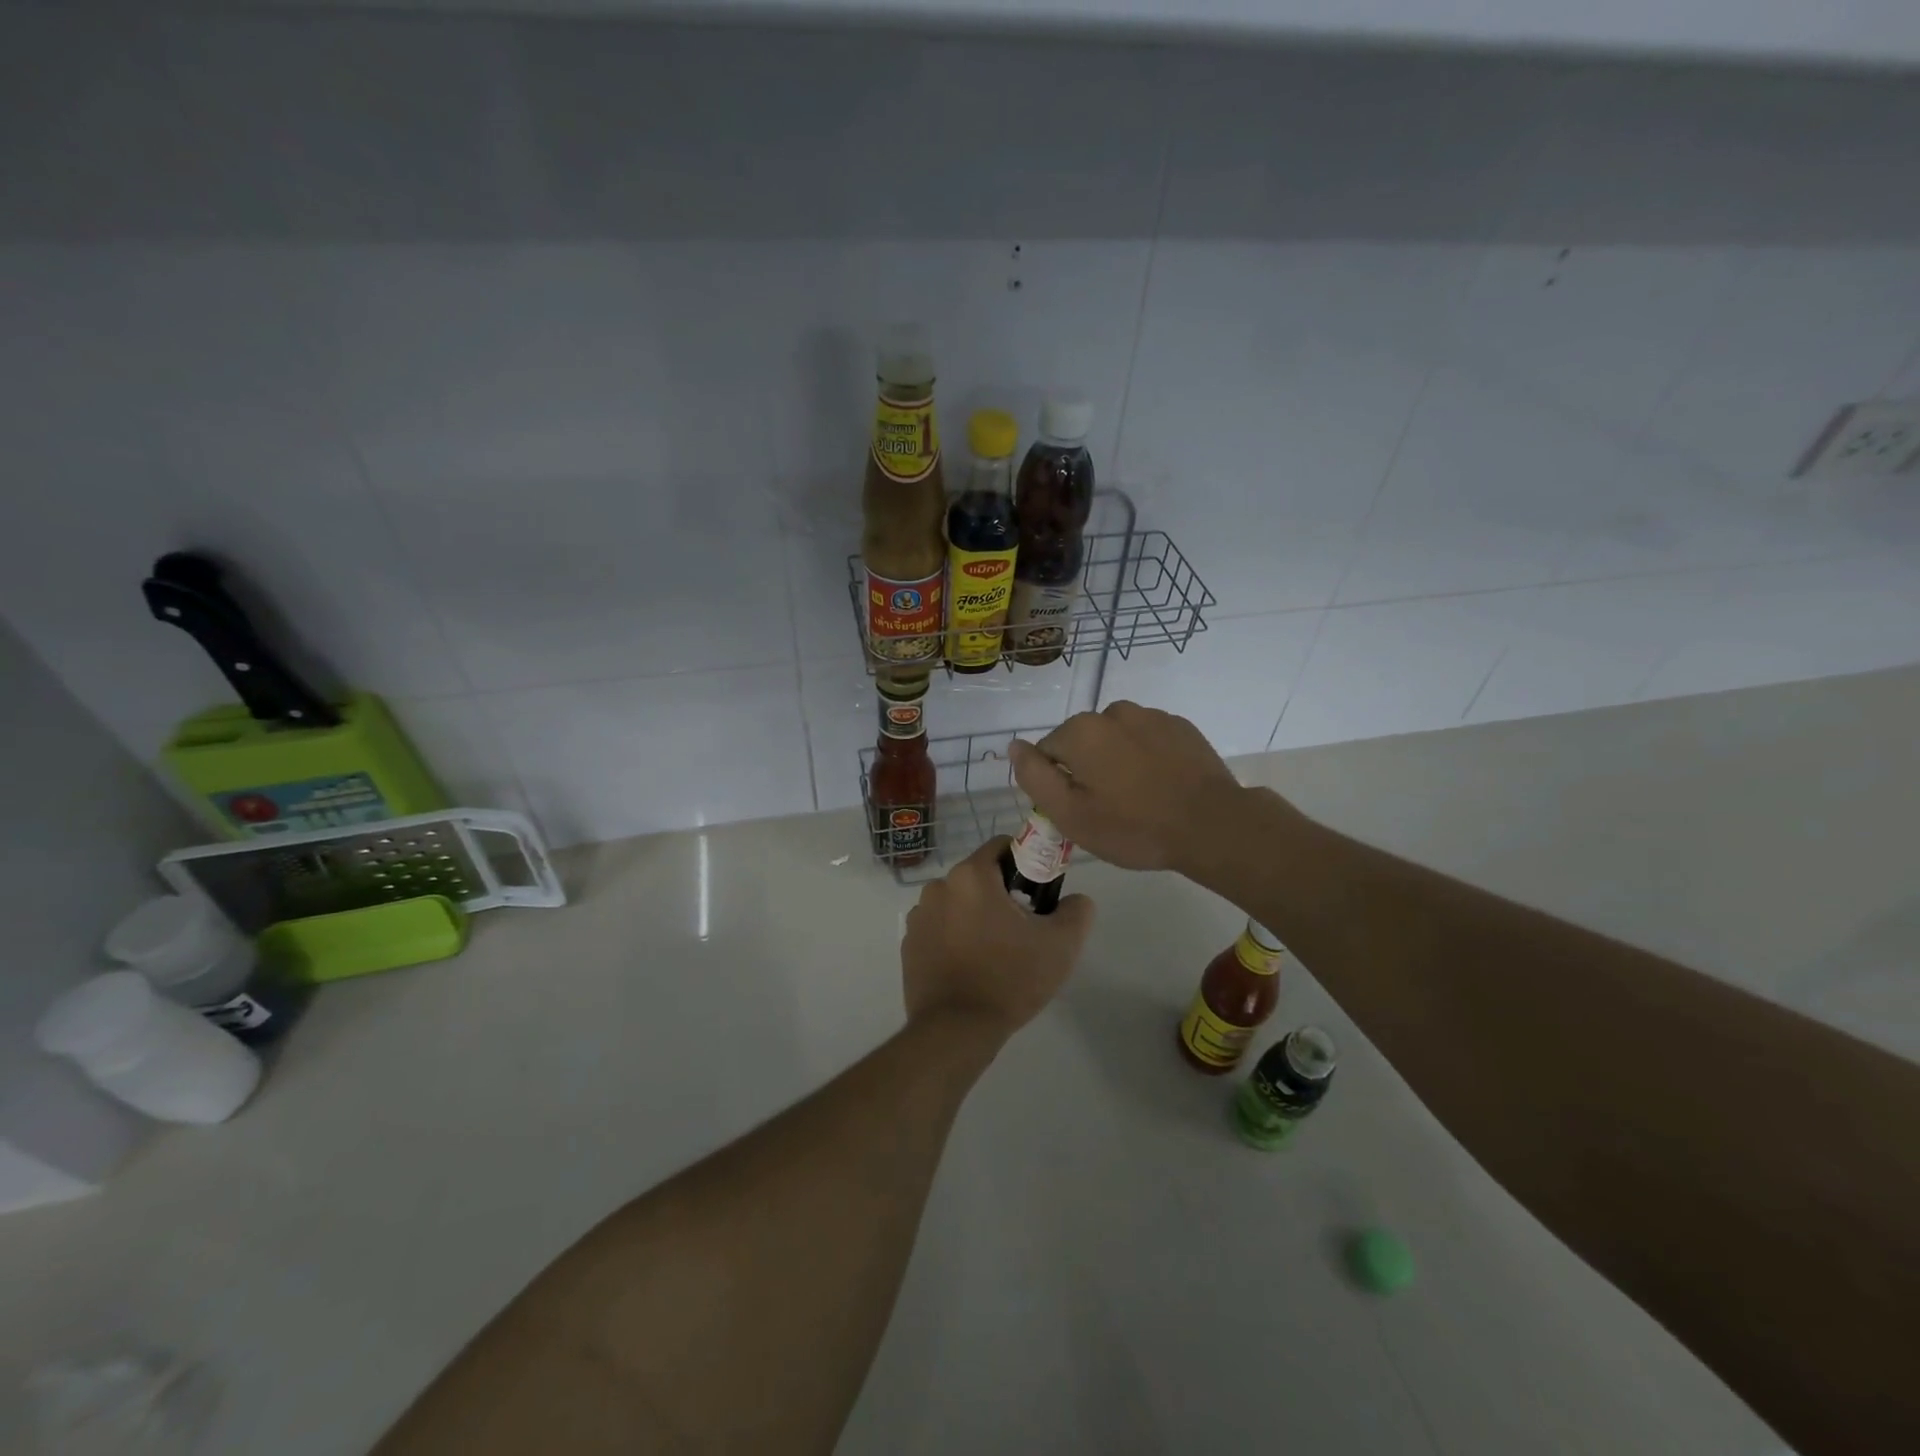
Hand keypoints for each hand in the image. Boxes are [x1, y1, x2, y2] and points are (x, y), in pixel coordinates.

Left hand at [901, 836, 1094, 1041]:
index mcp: (971, 876)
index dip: (1026, 863)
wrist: (956, 1030)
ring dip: (976, 916)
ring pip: (959, 903)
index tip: (1039, 893)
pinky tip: (971, 967)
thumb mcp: (1061, 945)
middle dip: (1002, 894)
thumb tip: (1075, 899)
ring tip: (996, 953)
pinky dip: (955, 937)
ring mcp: (918, 916)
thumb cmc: (1009, 979)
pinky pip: (940, 927)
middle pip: (980, 877)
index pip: (1002, 847)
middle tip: (1023, 930)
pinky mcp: (909, 944)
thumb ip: (1077, 911)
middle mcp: (938, 886)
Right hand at [1009, 701, 1245, 872]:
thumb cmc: (1133, 827)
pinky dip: (1146, 758)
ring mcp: (1151, 716)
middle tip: (1108, 809)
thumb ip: (1034, 777)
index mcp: (1081, 731)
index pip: (1047, 752)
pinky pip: (1147, 739)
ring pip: (1115, 739)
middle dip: (1087, 770)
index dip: (1057, 784)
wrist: (1211, 825)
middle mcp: (1113, 712)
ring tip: (1138, 798)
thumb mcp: (1070, 815)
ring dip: (1117, 761)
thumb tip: (1015, 746)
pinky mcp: (1180, 726)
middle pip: (1082, 742)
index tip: (1078, 811)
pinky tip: (1161, 786)